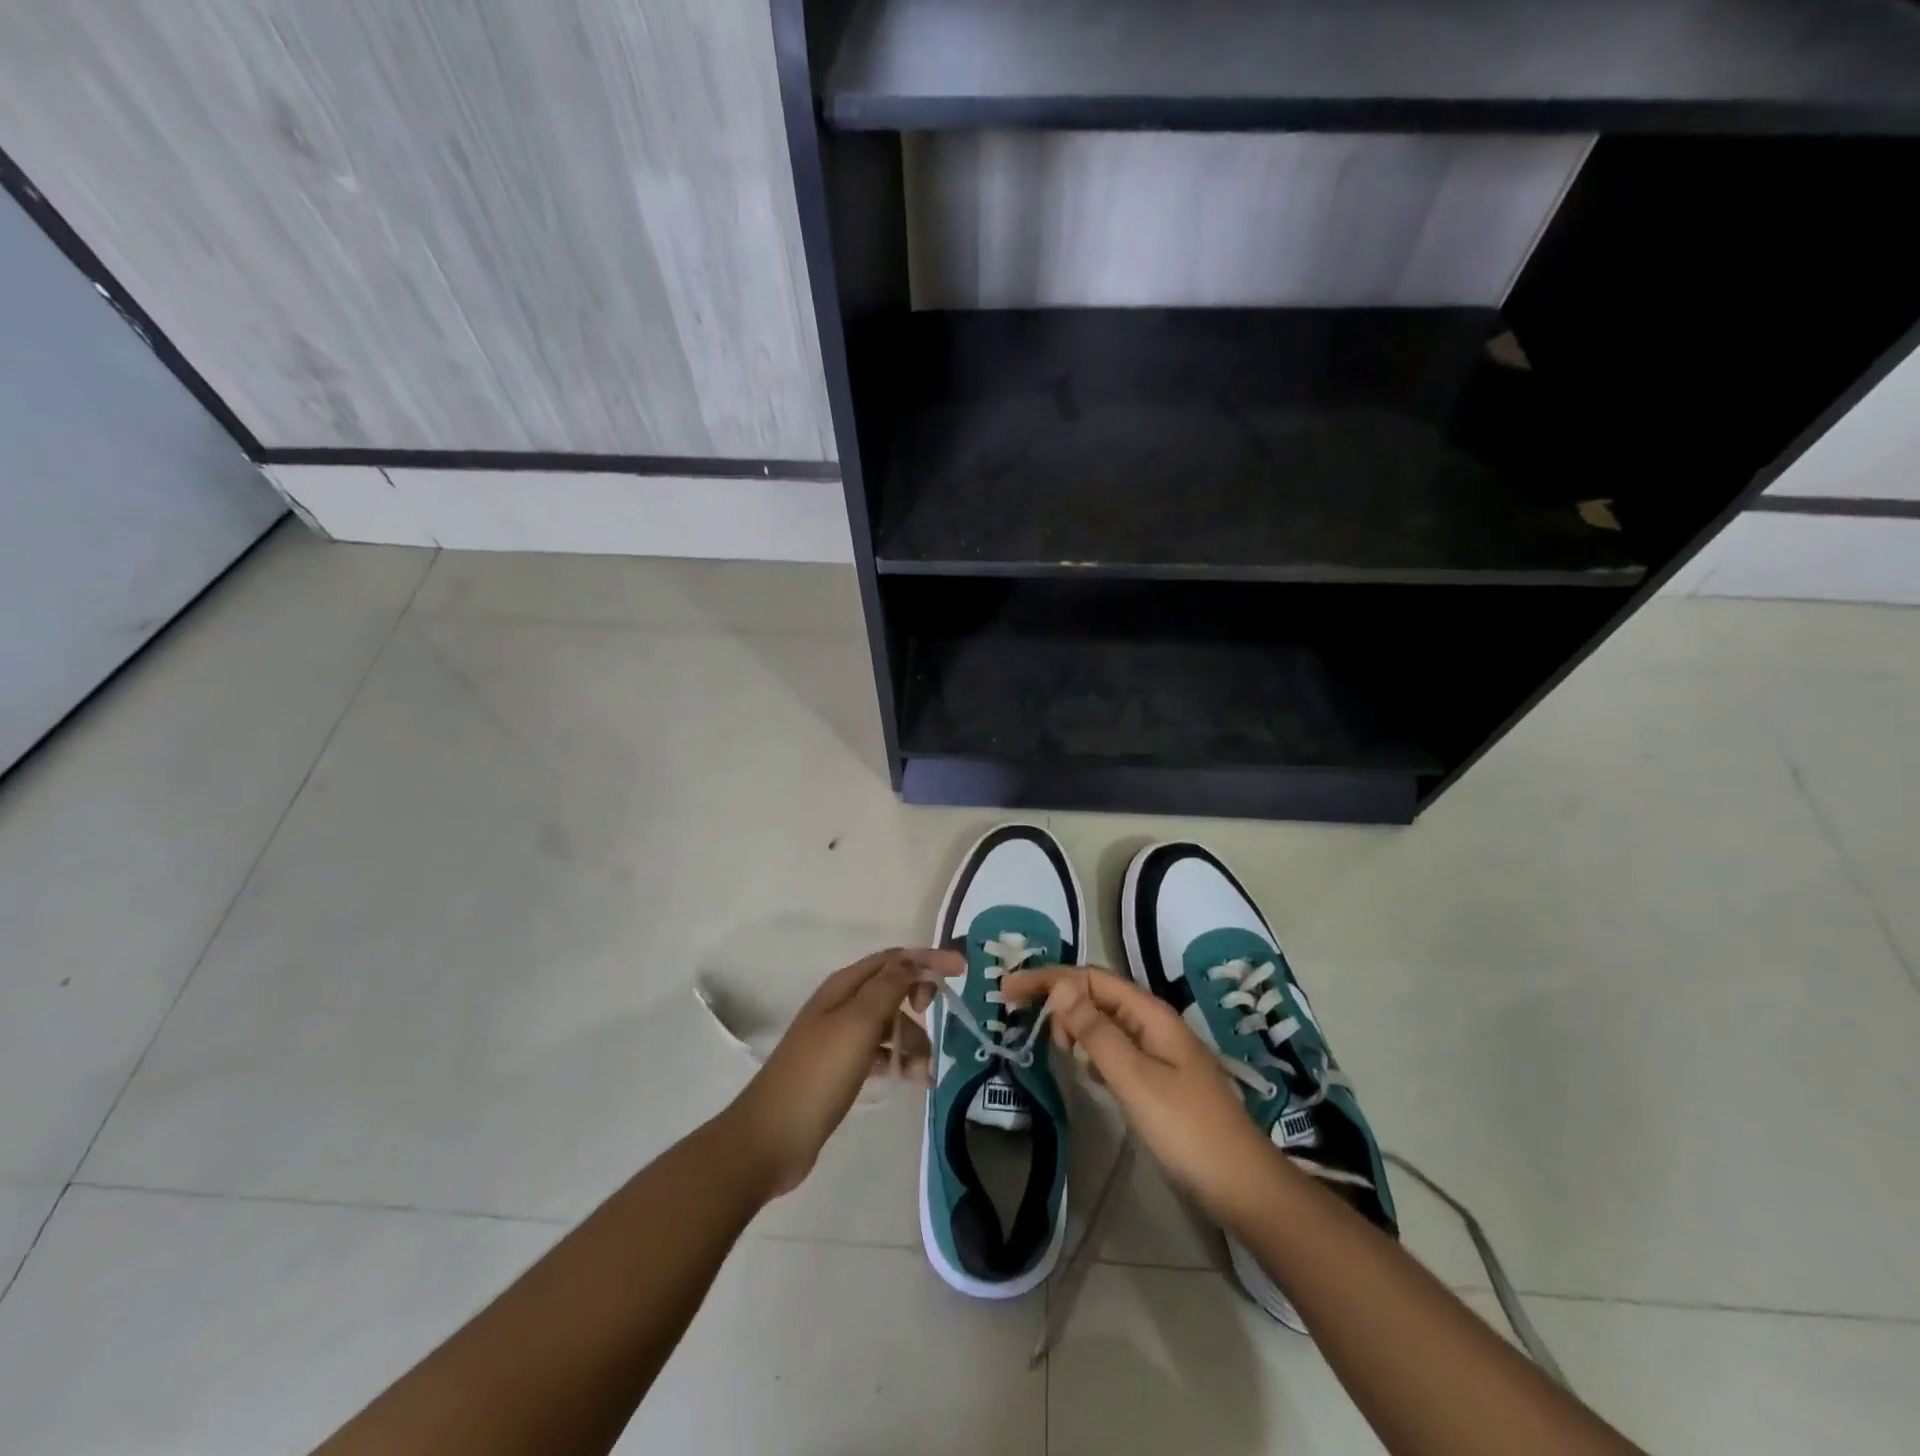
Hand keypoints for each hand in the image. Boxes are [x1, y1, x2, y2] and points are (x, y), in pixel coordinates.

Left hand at [723, 947, 954, 1197]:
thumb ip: (888, 987)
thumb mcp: (858, 1023)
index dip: (928, 959)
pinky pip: (882, 1054)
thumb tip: (912, 959)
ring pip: (890, 1026)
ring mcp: (841, 1038)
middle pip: (893, 989)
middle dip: (920, 1001)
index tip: (962, 970)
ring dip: (913, 1041)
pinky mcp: (842, 1069)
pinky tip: (913, 1082)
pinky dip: (900, 1063)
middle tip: (936, 1018)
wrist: (772, 1137)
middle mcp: (843, 1005)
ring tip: (924, 1072)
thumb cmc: (819, 1073)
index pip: (894, 959)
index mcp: (844, 987)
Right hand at [1003, 967, 1275, 1218]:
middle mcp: (1153, 1022)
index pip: (1090, 978)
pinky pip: (1115, 1047)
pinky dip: (1091, 1048)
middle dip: (1058, 996)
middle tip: (1025, 1021)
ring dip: (1074, 1022)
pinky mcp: (1158, 1077)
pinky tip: (1082, 1067)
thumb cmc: (1186, 1129)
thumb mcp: (1134, 1078)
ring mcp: (1158, 1050)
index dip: (1048, 978)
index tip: (1008, 990)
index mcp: (1149, 1014)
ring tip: (1052, 1045)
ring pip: (1105, 1020)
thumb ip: (1096, 1032)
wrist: (1242, 1185)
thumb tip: (1061, 986)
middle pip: (1097, 993)